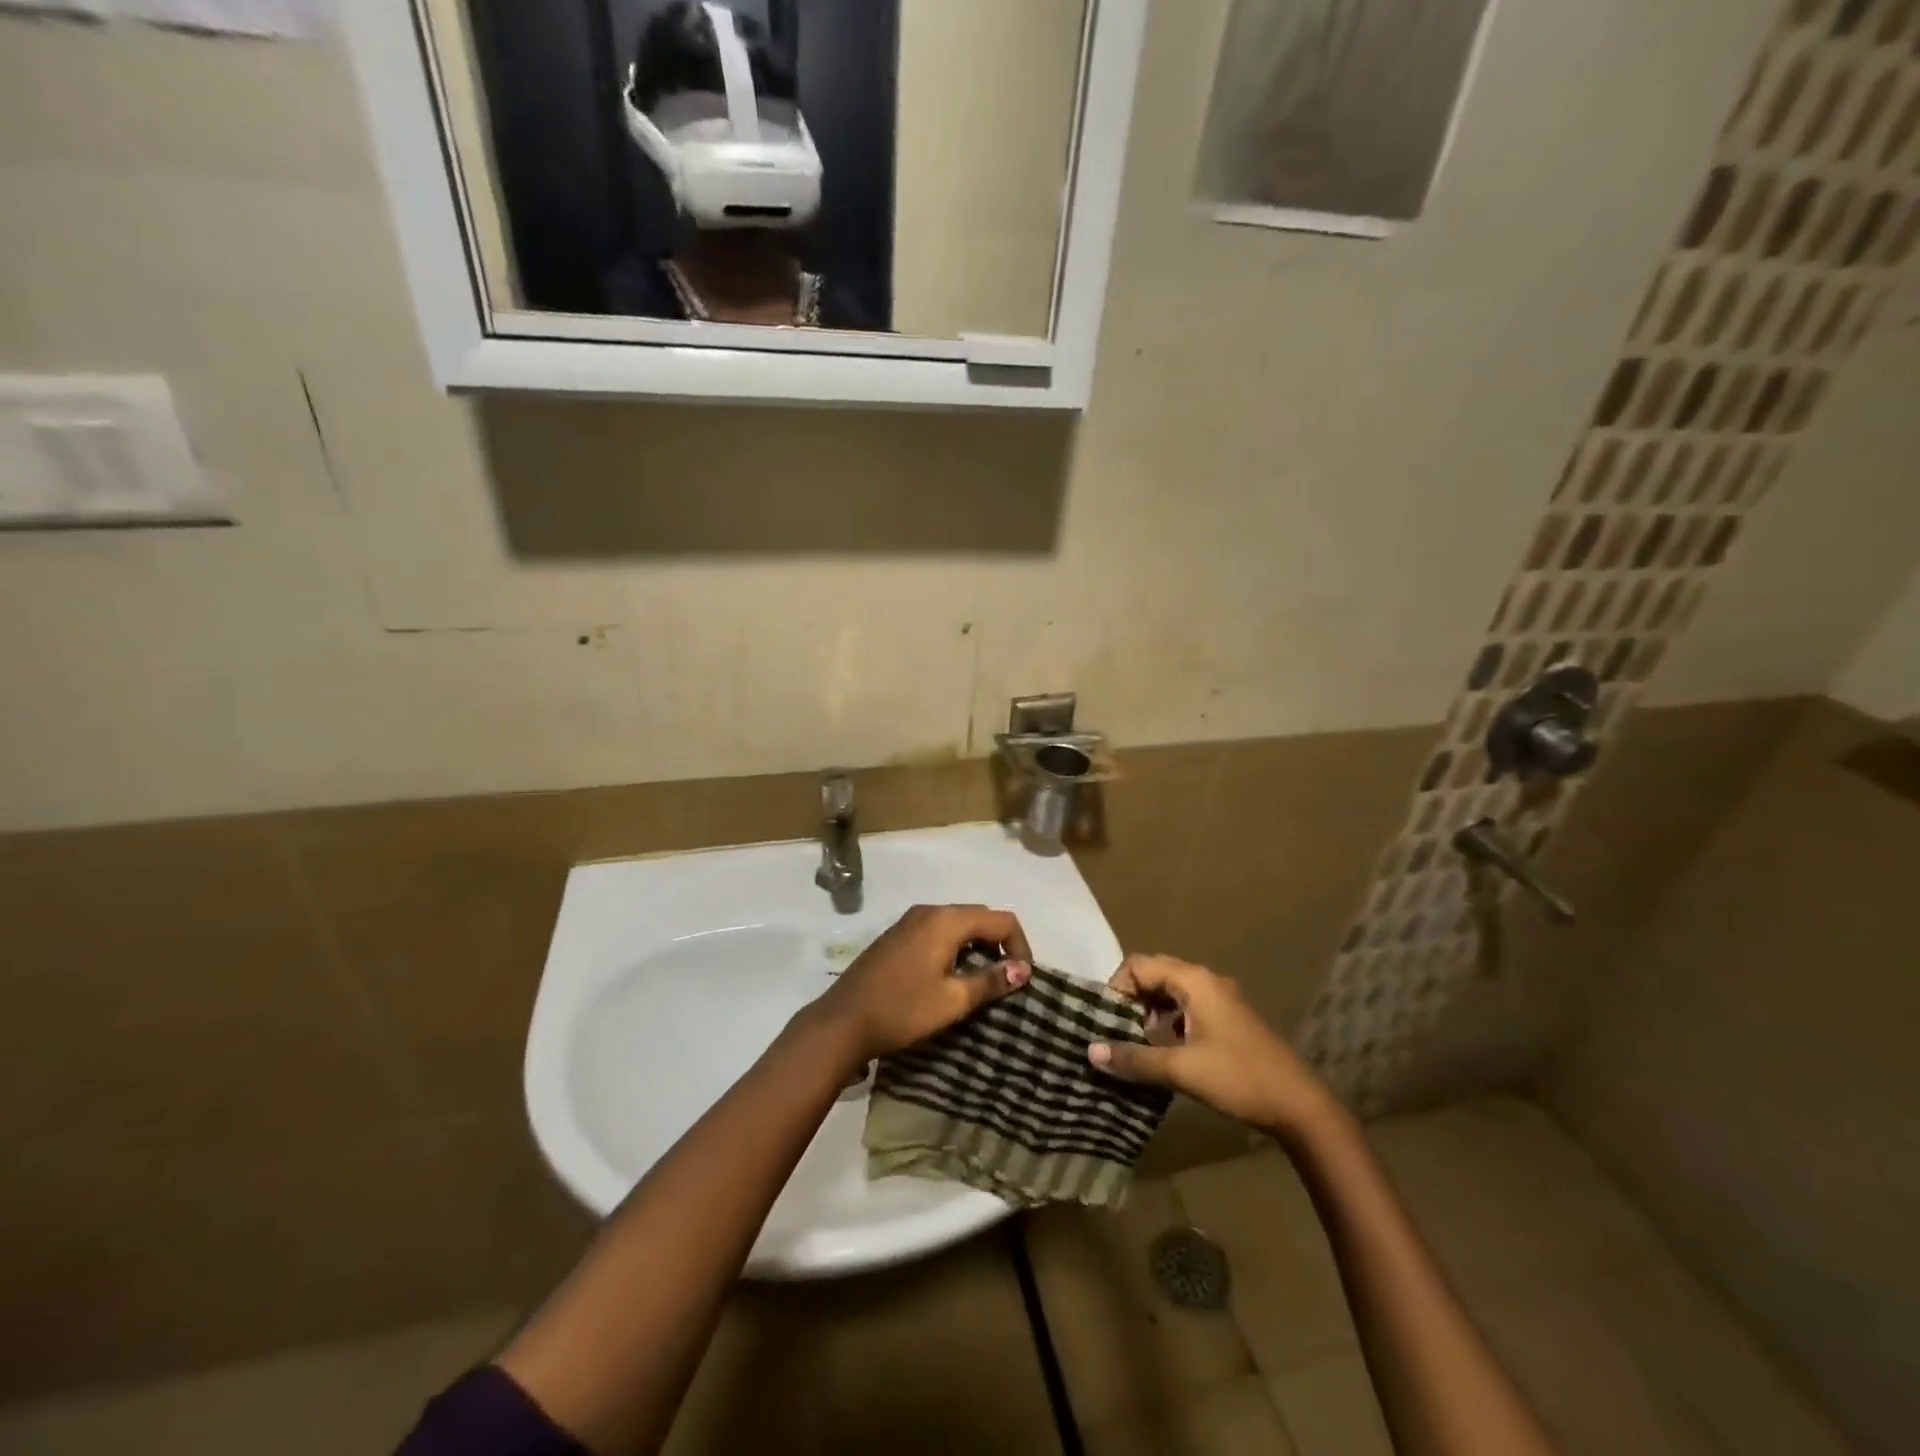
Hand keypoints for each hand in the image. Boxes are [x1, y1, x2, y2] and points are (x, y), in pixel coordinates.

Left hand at [811, 905, 1031, 1065]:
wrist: (842, 1021)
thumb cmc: (902, 1009)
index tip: (1023, 979)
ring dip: (977, 944)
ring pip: (957, 923)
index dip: (1019, 945)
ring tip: (983, 979)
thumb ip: (990, 980)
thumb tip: (1022, 969)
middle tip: (1007, 978)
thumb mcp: (952, 1000)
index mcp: (946, 921)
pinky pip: (937, 930)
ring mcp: (909, 921)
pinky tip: (951, 974)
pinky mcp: (897, 935)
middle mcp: (929, 911)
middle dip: (1000, 942)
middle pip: (979, 916)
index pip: (1001, 919)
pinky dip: (955, 945)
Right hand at [1088, 954, 1345, 1143]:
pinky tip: (1167, 1049)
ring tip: (1138, 1042)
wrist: (1299, 1106)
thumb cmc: (1238, 1078)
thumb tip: (1091, 1052)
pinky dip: (1170, 1019)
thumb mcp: (1181, 1070)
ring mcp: (1221, 998)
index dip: (1117, 987)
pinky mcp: (1229, 1018)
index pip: (1139, 964)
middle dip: (1132, 998)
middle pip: (1155, 973)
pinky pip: (1188, 1005)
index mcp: (1194, 981)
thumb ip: (1135, 1058)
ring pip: (1172, 990)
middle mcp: (1206, 980)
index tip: (1108, 1020)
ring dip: (1150, 1010)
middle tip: (1118, 1030)